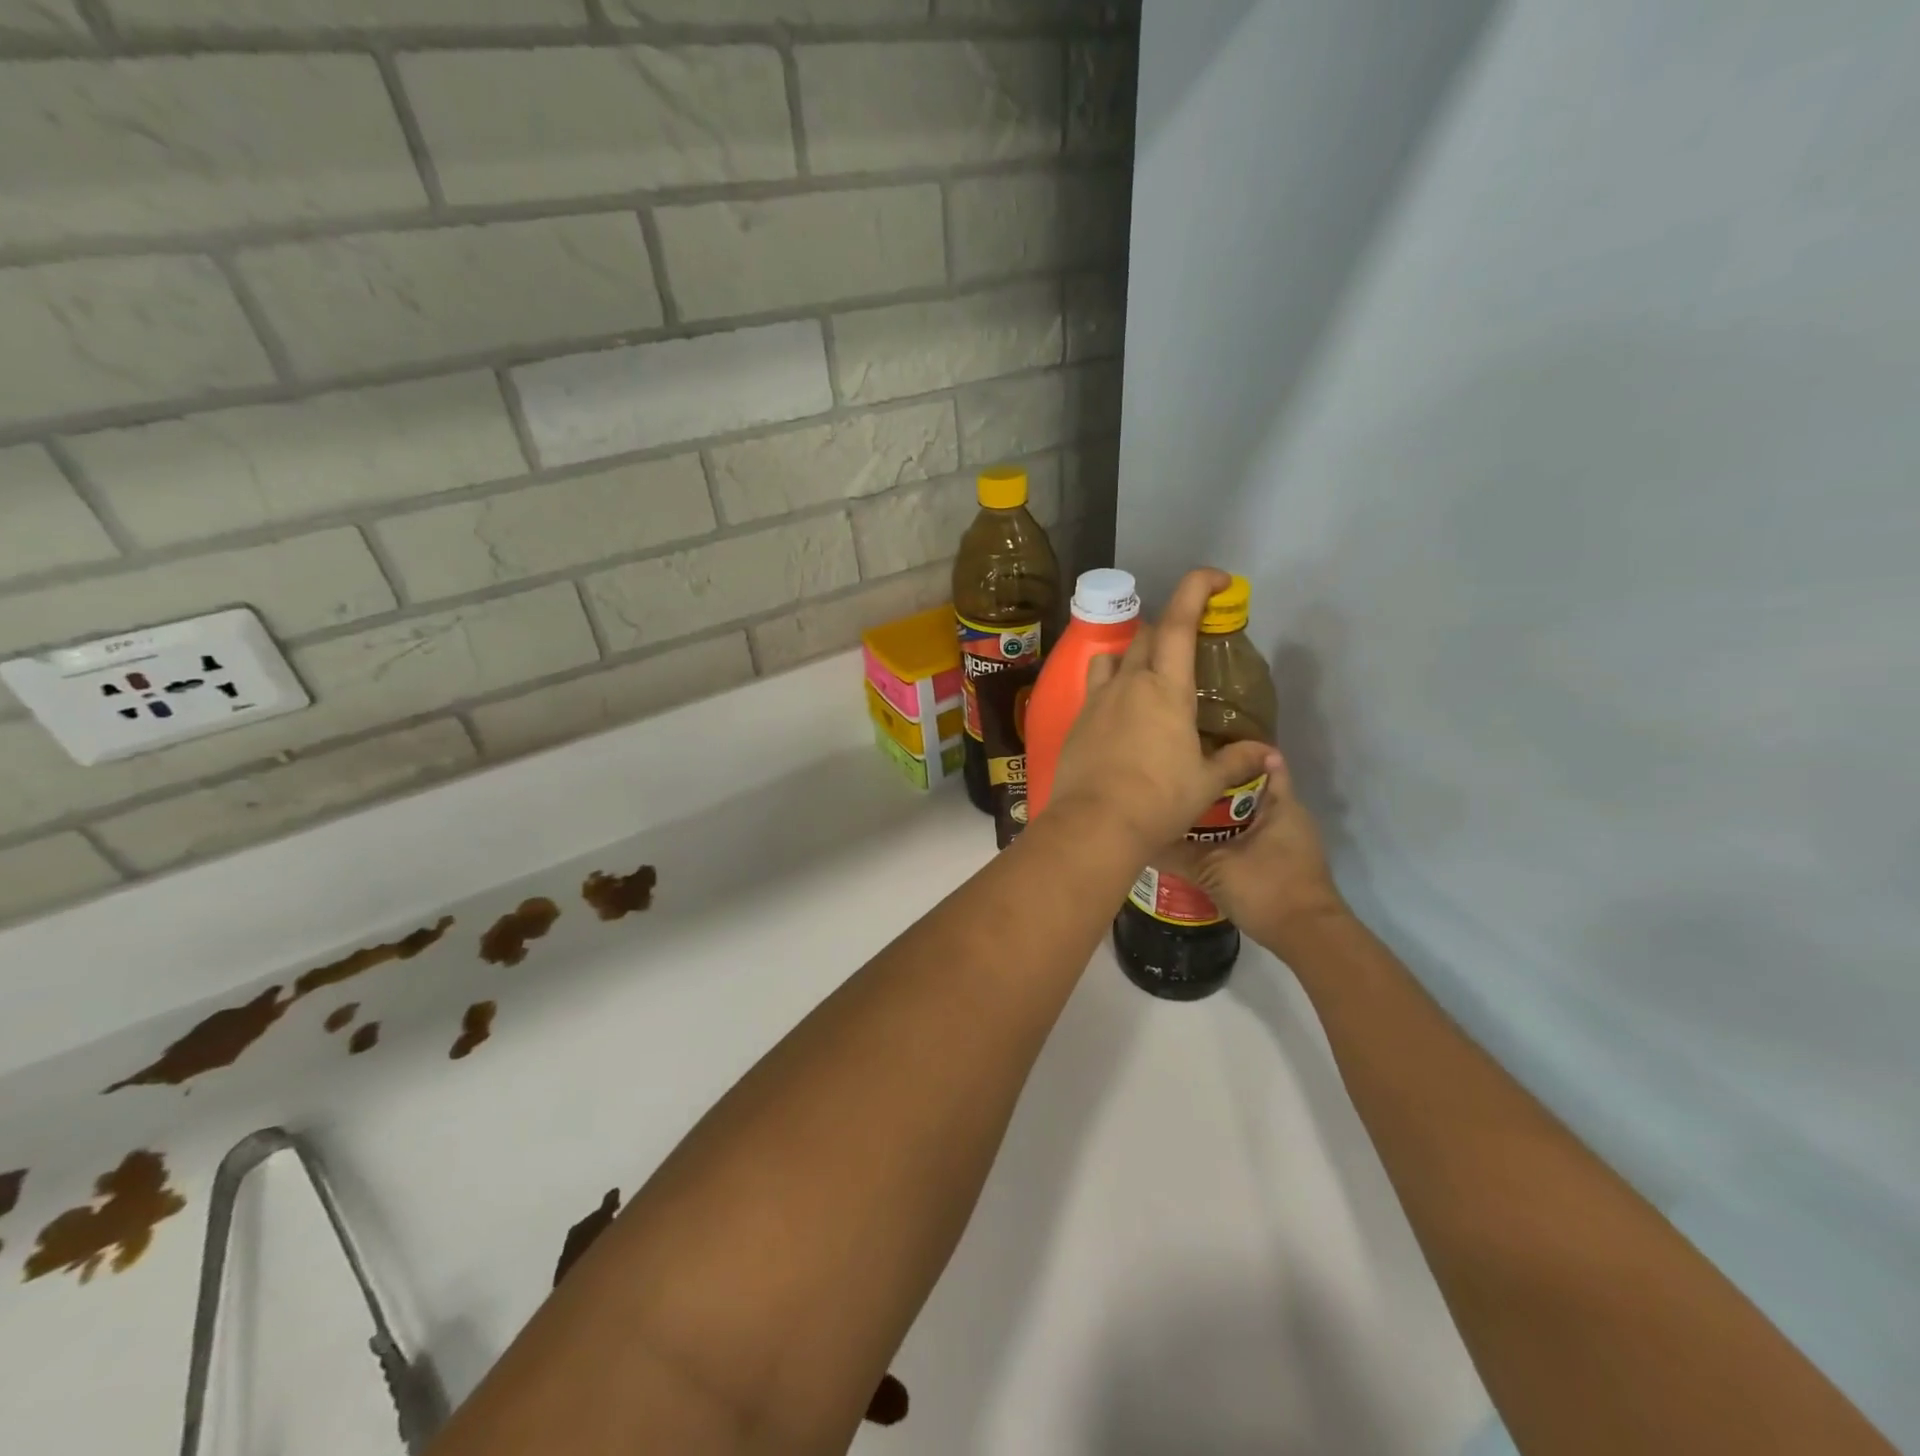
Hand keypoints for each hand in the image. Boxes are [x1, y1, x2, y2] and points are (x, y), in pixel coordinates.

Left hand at [1047, 568, 1279, 855]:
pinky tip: (1122, 715)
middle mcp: (1128, 683)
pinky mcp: (1077, 720)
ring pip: (1113, 657)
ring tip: (1150, 677)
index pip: (1180, 622)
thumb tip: (1269, 754)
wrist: (1093, 824)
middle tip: (1191, 647)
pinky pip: (1095, 687)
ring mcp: (1096, 700)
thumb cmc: (1157, 800)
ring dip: (1134, 655)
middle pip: (1147, 636)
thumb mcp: (1205, 782)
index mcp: (1165, 689)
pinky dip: (1112, 686)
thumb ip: (1236, 761)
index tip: (1217, 578)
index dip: (1196, 588)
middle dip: (1171, 629)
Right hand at [1156, 750, 1347, 957]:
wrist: (1309, 938)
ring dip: (1221, 813)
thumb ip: (1176, 853)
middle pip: (1250, 789)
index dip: (1232, 751)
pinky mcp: (1285, 862)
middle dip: (1217, 784)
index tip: (1200, 747)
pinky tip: (1201, 842)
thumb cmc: (1266, 889)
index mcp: (1280, 804)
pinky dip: (1230, 835)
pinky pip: (1253, 836)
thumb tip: (1140, 840)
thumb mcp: (1213, 869)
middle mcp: (1288, 815)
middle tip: (1180, 780)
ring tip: (1183, 808)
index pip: (1262, 760)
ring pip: (1250, 815)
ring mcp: (1289, 840)